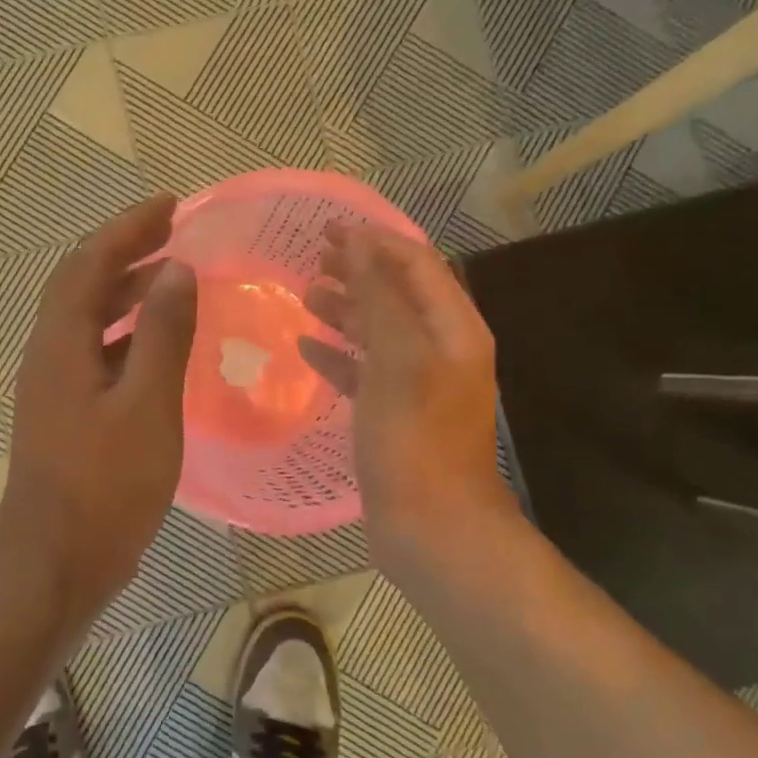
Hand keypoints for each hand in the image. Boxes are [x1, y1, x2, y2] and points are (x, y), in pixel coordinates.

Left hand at [0, 196, 198, 631]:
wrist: (55, 564)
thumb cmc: (105, 486)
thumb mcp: (147, 406)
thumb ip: (163, 335)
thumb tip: (177, 269)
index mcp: (62, 343)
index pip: (90, 262)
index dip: (128, 227)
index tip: (170, 204)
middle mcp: (50, 354)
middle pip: (82, 282)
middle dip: (125, 250)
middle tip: (173, 231)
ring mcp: (55, 386)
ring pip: (88, 318)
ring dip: (125, 290)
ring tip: (172, 276)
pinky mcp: (67, 413)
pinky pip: (96, 351)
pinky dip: (126, 332)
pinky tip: (158, 344)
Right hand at [298, 223, 521, 581]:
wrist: (432, 528)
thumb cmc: (414, 438)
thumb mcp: (398, 358)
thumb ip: (380, 297)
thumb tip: (359, 243)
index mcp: (453, 328)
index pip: (417, 263)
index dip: (375, 240)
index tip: (327, 229)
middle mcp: (441, 349)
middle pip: (398, 293)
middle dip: (358, 270)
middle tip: (312, 258)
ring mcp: (418, 383)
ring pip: (379, 330)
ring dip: (346, 309)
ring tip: (305, 295)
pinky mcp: (394, 413)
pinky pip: (365, 370)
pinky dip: (338, 354)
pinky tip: (306, 348)